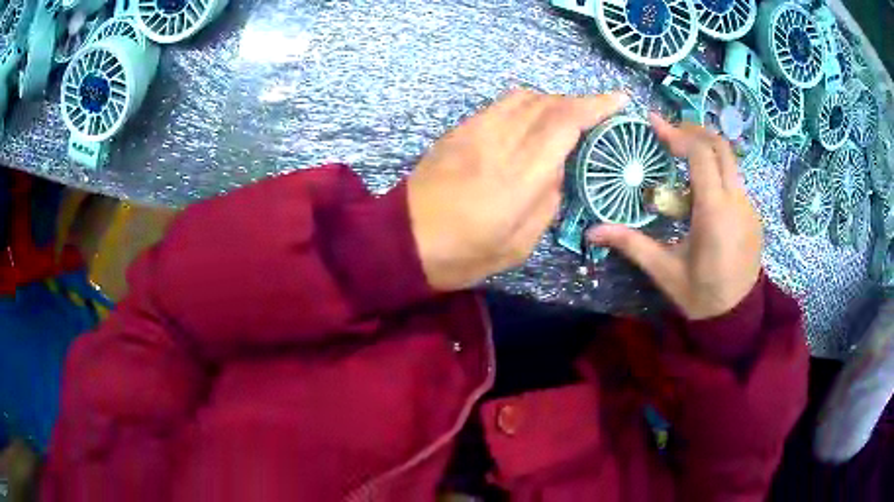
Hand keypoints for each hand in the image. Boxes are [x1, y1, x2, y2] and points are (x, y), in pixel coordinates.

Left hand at [408, 89, 629, 290]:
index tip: (618, 101)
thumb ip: (548, 202)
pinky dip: (524, 105)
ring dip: (550, 100)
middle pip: (546, 103)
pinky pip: (499, 105)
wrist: (403, 241)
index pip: (564, 123)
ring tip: (564, 117)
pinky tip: (529, 122)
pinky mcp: (457, 131)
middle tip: (595, 114)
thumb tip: (557, 171)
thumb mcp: (519, 245)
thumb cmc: (463, 255)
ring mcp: (473, 132)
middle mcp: (499, 143)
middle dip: (577, 102)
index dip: (595, 106)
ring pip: (522, 97)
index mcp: (519, 177)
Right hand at [587, 114, 761, 319]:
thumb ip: (632, 244)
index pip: (700, 155)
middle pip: (721, 146)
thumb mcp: (664, 271)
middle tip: (669, 134)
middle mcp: (737, 201)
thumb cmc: (700, 295)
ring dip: (706, 150)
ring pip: (731, 161)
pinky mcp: (754, 213)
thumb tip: (593, 232)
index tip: (654, 124)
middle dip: (693, 131)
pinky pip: (736, 180)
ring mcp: (749, 206)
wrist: (737, 317)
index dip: (677, 134)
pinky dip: (717, 171)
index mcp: (714, 212)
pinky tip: (701, 190)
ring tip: (682, 158)